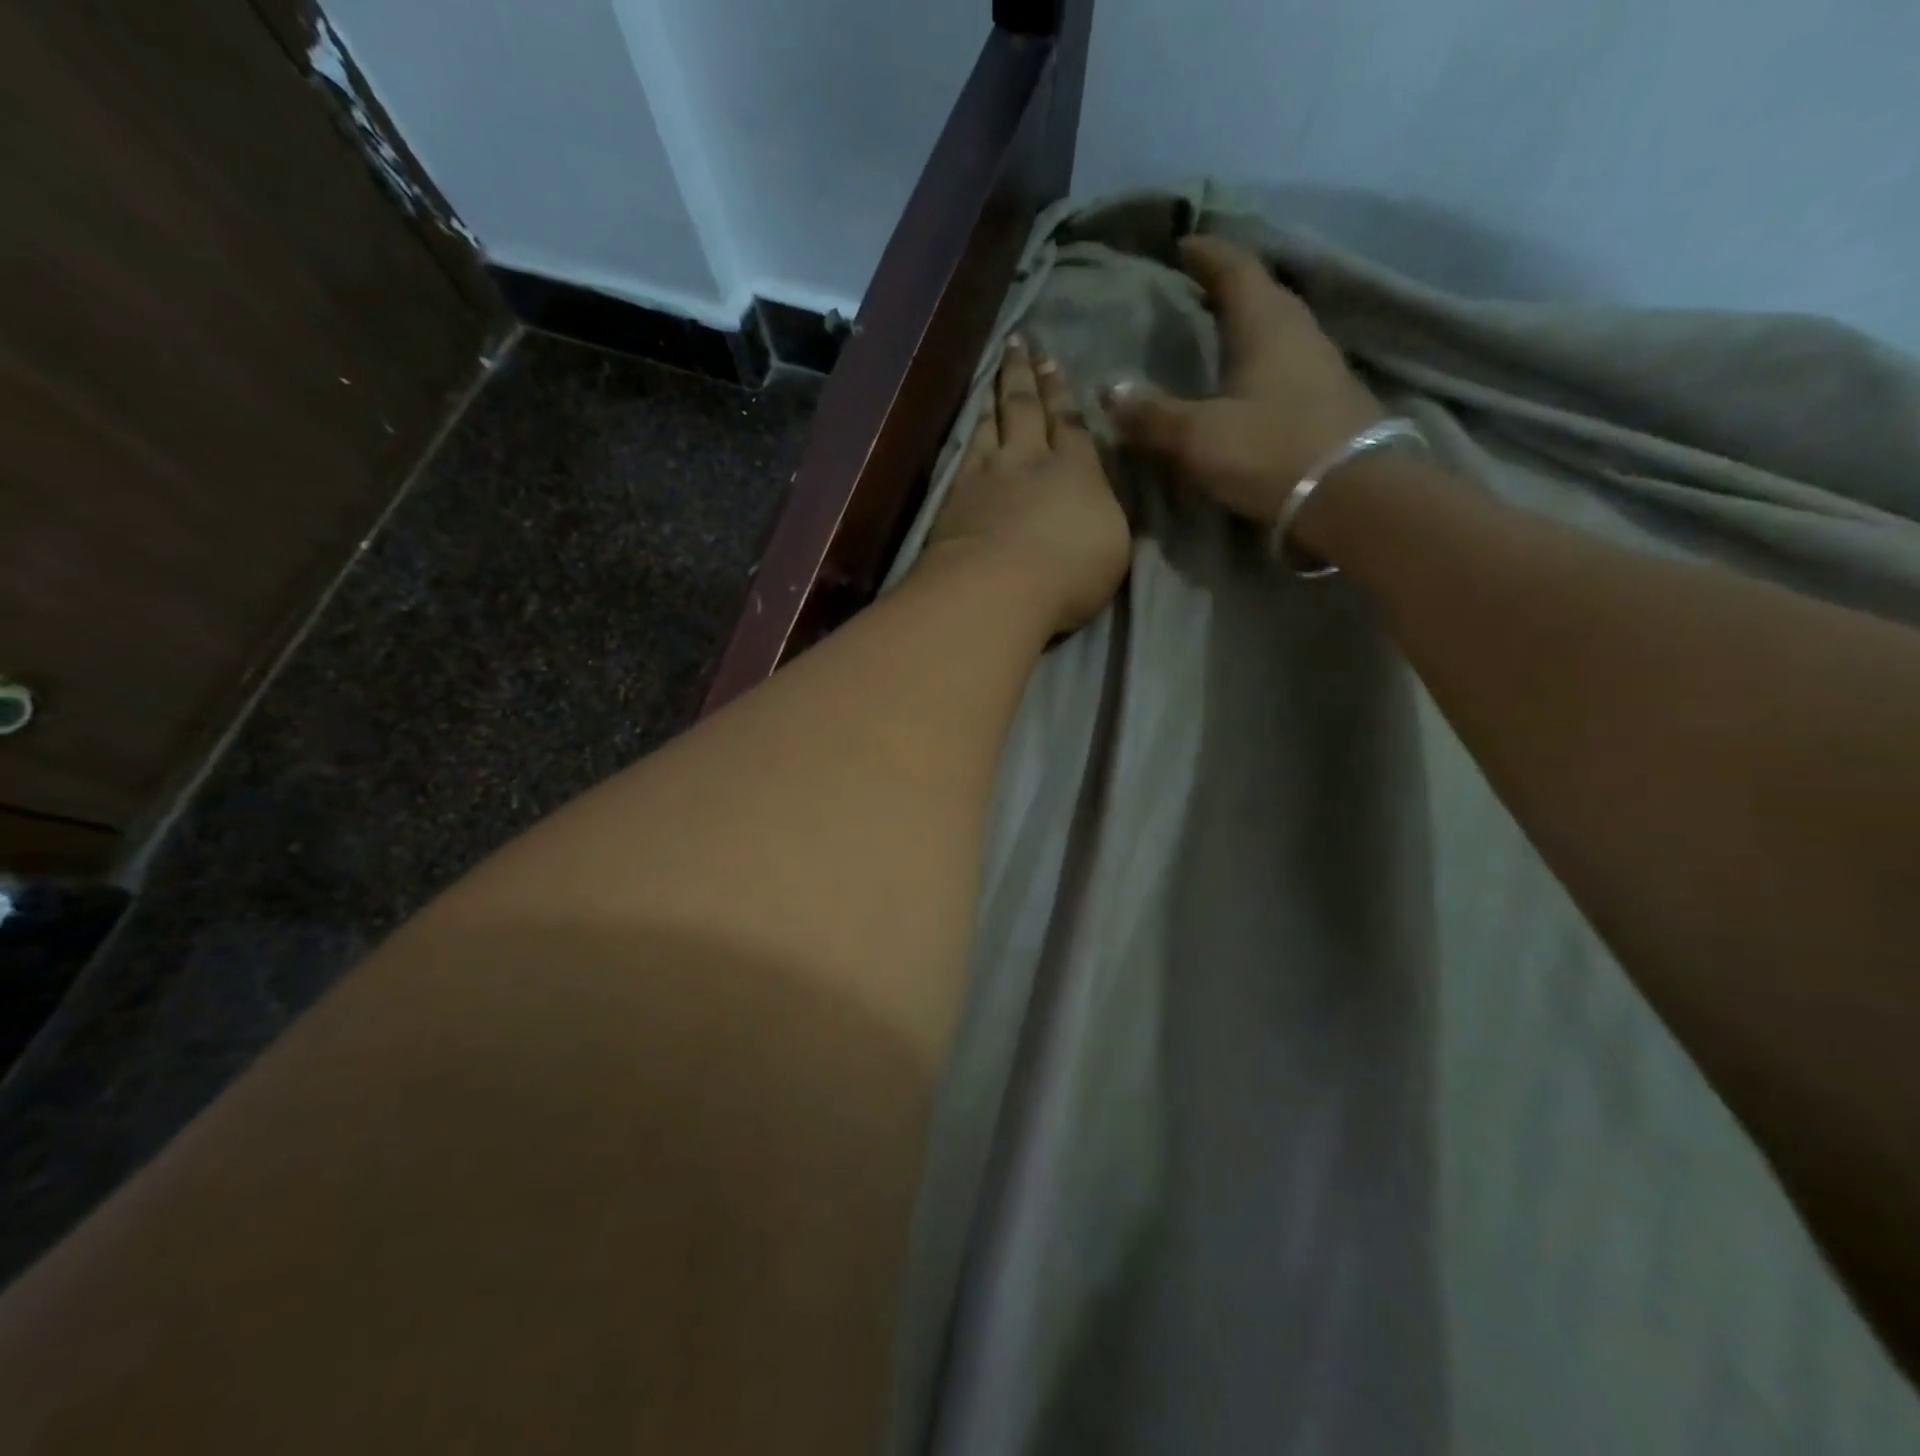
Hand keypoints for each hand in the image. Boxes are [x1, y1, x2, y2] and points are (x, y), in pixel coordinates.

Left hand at [923, 337, 1130, 635]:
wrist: (997, 588)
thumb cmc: (1068, 575)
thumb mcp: (1113, 548)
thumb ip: (1104, 515)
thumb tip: (1097, 501)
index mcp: (1077, 471)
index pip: (1071, 423)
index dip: (1063, 393)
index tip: (1054, 362)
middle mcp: (1030, 461)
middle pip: (1027, 408)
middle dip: (1026, 374)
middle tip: (1021, 343)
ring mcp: (986, 476)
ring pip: (991, 423)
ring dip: (994, 395)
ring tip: (995, 372)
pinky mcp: (953, 498)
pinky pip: (964, 452)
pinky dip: (969, 432)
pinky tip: (969, 426)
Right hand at [1103, 236, 1384, 524]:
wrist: (1351, 496)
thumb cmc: (1270, 451)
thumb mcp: (1198, 437)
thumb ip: (1152, 415)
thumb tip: (1109, 389)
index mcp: (1265, 323)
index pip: (1235, 268)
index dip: (1207, 254)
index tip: (1183, 245)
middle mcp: (1299, 332)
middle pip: (1262, 294)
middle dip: (1228, 287)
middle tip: (1196, 292)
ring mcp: (1322, 365)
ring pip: (1279, 329)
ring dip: (1249, 325)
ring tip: (1219, 335)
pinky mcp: (1331, 400)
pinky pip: (1289, 363)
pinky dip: (1263, 360)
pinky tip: (1249, 381)